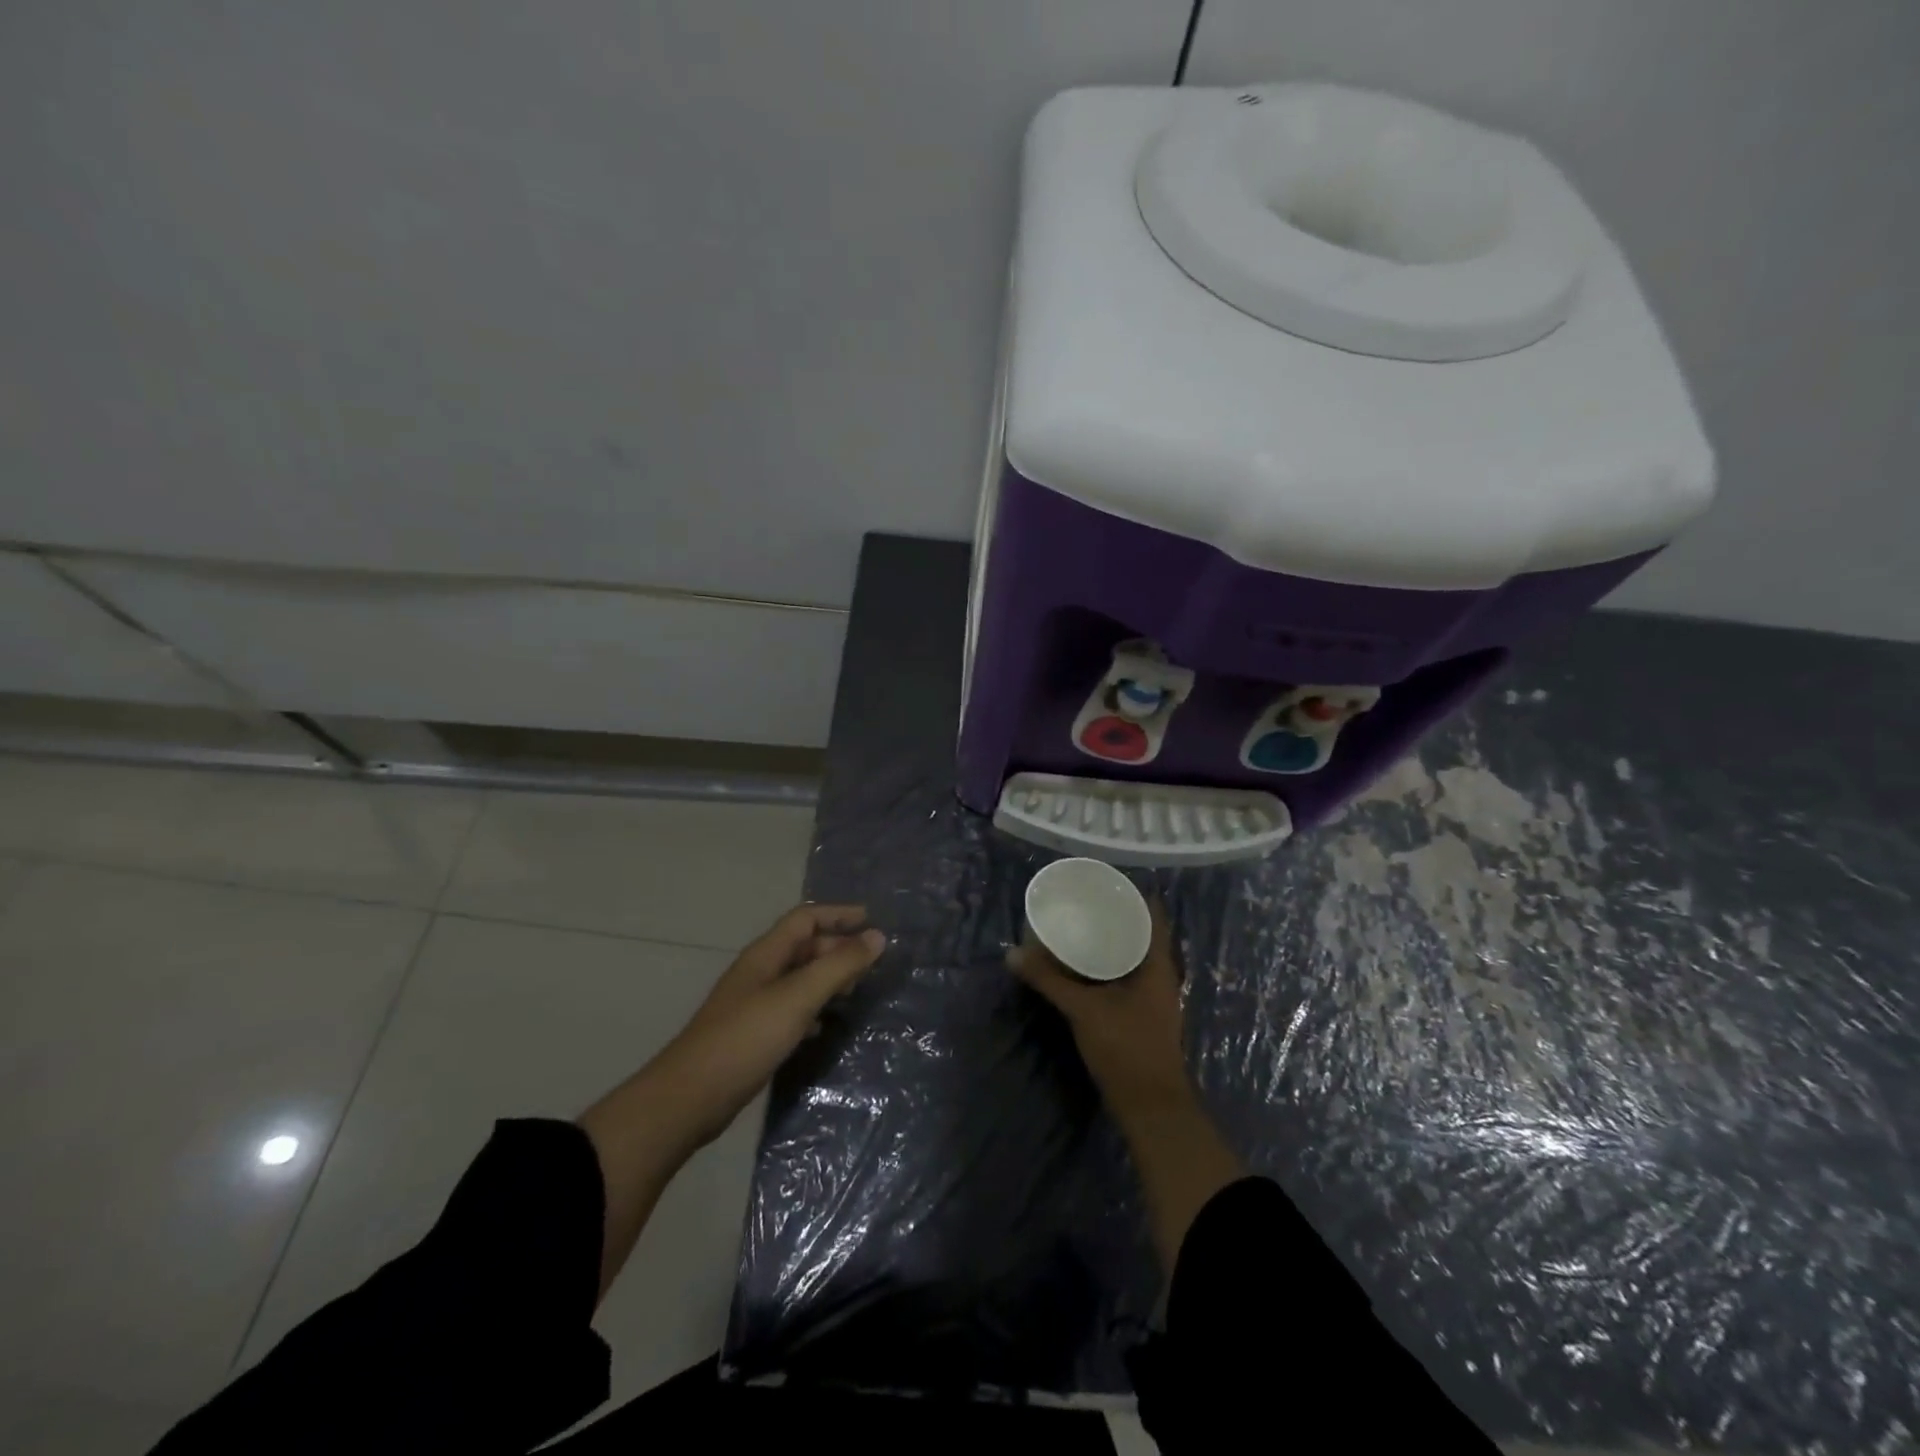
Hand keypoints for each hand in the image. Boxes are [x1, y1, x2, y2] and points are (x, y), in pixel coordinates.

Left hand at [578, 903, 885, 1298]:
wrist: (689, 1098)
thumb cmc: (746, 1038)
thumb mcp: (799, 998)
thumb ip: (839, 966)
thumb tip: (878, 936)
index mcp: (766, 955)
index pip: (805, 918)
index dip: (838, 914)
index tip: (872, 920)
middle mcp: (758, 972)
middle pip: (802, 947)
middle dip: (836, 948)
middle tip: (869, 965)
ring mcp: (752, 1004)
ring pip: (798, 978)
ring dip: (826, 979)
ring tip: (853, 992)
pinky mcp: (751, 1034)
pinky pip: (790, 1008)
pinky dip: (812, 1009)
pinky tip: (823, 1027)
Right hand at [1006, 896, 1190, 1115]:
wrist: (1151, 1108)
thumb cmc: (1126, 1048)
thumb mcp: (1083, 1010)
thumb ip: (1048, 980)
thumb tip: (1013, 953)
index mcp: (1158, 965)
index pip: (1153, 916)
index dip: (1133, 895)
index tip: (1106, 880)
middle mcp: (1161, 976)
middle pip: (1142, 934)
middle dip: (1115, 916)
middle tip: (1083, 898)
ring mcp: (1154, 997)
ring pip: (1133, 957)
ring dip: (1111, 942)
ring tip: (1079, 924)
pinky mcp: (1142, 1015)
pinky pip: (1126, 977)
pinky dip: (1107, 965)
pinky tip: (1084, 965)